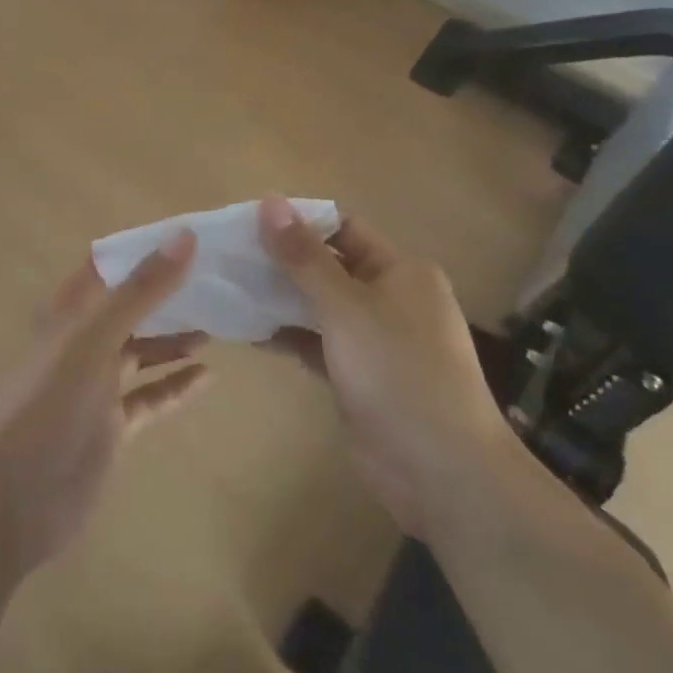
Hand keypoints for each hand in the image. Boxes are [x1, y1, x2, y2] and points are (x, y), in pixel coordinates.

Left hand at [0, 230, 209, 576]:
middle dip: (168, 293)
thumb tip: (185, 236)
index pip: (109, 267)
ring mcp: (97, 387)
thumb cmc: (47, 407)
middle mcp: (82, 342)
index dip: (144, 250)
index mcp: (69, 313)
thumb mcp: (94, 340)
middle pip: (130, 308)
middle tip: (217, 279)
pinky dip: (176, 385)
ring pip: (143, 351)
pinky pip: (150, 397)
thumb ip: (141, 291)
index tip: (191, 235)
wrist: (11, 505)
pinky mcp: (111, 427)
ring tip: (219, 322)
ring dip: (175, 337)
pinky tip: (208, 376)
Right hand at [258, 195, 507, 532]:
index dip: (298, 223)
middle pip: (329, 268)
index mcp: (401, 271)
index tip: (248, 223)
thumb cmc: (397, 371)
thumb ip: (303, 256)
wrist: (443, 472)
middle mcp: (392, 298)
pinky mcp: (361, 378)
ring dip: (281, 300)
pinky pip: (319, 345)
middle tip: (229, 257)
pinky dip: (290, 337)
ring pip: (321, 308)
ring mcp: (377, 341)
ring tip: (230, 289)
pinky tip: (249, 332)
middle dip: (283, 262)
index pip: (343, 229)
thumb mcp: (345, 306)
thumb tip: (270, 200)